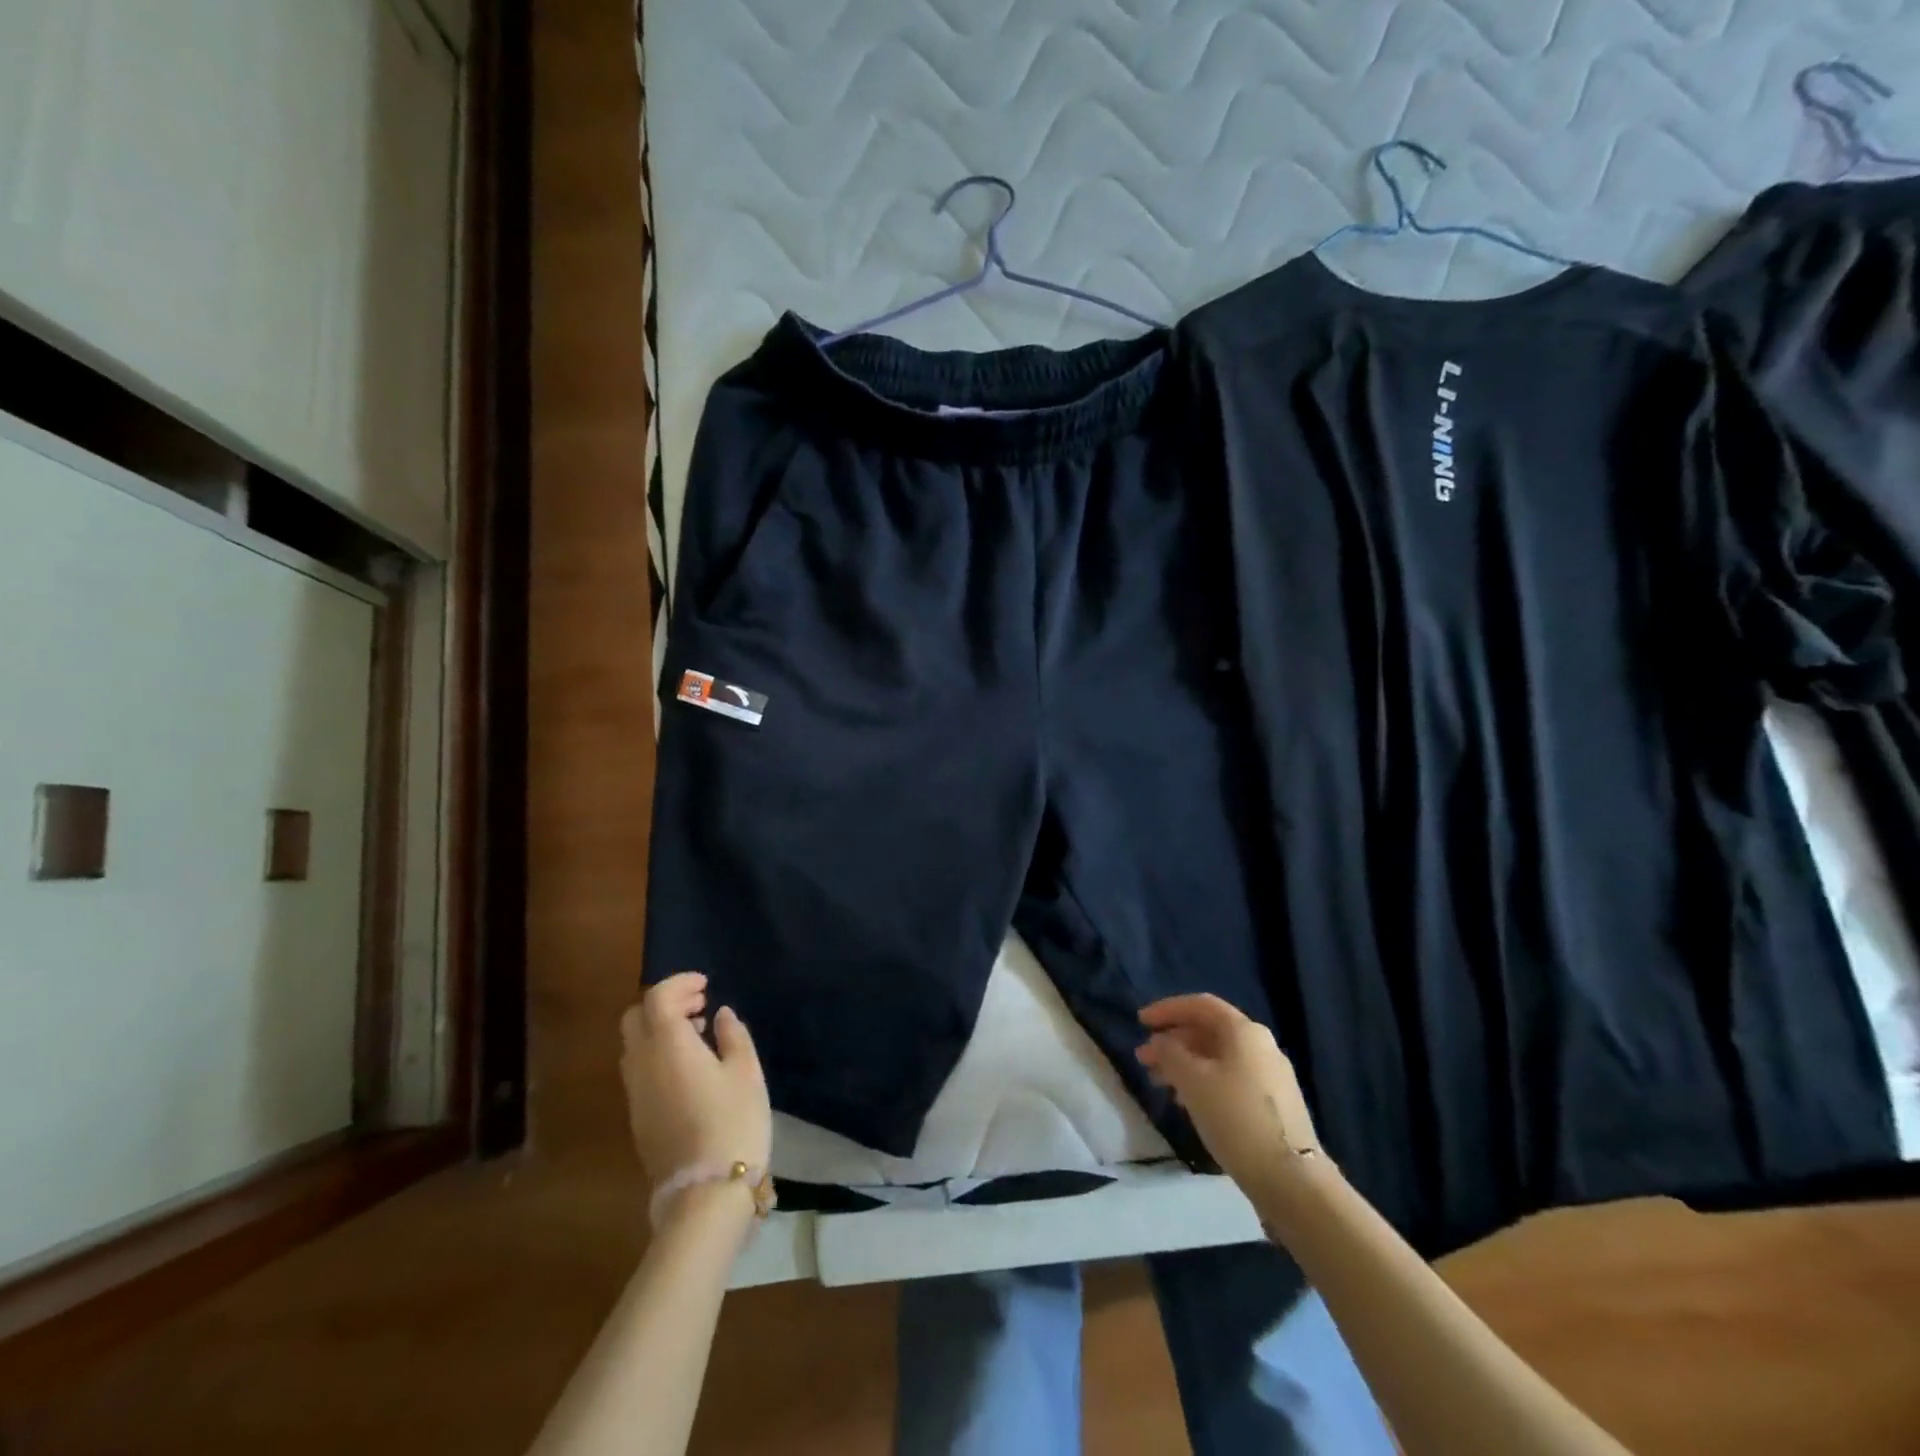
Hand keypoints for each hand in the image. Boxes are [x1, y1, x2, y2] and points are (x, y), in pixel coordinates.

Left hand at [620, 973, 770, 1185]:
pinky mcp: (638, 1117)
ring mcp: (635, 1093)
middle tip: (699, 1005)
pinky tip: (689, 1067)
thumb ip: (733, 1036)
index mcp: (668, 1046)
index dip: (680, 983)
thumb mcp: (746, 1072)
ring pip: (634, 1044)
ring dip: (660, 1028)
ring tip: (698, 1034)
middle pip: (636, 1017)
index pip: (658, 998)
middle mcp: (642, 1064)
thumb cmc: (733, 1122)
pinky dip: (657, 1053)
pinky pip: (639, 1068)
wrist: (706, 1192)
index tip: (706, 985)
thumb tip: (719, 1015)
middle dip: (664, 1003)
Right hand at [1135, 994, 1320, 1191]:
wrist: (1291, 1178)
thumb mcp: (1192, 1080)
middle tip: (1144, 1058)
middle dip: (1173, 1041)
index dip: (1167, 1009)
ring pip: (1218, 1057)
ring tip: (1159, 1082)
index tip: (1140, 1022)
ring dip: (1185, 1064)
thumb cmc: (1235, 1117)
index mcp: (1244, 1031)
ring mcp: (1271, 1075)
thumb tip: (1161, 1042)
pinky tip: (1187, 1102)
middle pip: (1208, 1031)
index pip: (1200, 1005)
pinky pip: (1230, 1078)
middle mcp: (1261, 1044)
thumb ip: (1169, 1053)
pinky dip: (1204, 1081)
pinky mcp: (1273, 1103)